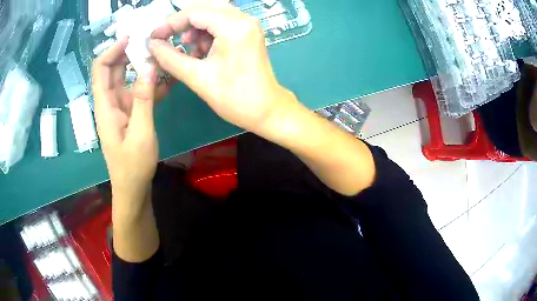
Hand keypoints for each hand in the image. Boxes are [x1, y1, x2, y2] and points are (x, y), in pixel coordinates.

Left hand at [92, 37, 167, 202]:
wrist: (132, 188)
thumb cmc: (133, 166)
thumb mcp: (140, 133)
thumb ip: (143, 100)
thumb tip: (149, 67)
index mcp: (105, 106)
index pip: (100, 69)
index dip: (112, 50)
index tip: (132, 38)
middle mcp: (109, 102)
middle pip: (113, 69)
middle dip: (129, 53)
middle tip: (151, 42)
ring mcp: (120, 108)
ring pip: (126, 79)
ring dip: (142, 66)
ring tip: (162, 56)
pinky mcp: (129, 114)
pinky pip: (137, 92)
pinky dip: (149, 84)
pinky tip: (167, 80)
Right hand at [149, 5, 300, 135]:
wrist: (267, 110)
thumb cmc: (235, 98)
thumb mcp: (198, 78)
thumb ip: (170, 58)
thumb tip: (151, 44)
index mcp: (234, 27)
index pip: (195, 13)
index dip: (170, 23)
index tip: (154, 37)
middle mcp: (244, 19)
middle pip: (204, 9)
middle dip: (182, 24)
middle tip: (166, 40)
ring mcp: (248, 24)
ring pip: (213, 15)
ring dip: (195, 29)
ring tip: (188, 50)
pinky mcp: (248, 32)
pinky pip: (222, 23)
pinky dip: (207, 33)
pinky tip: (201, 51)